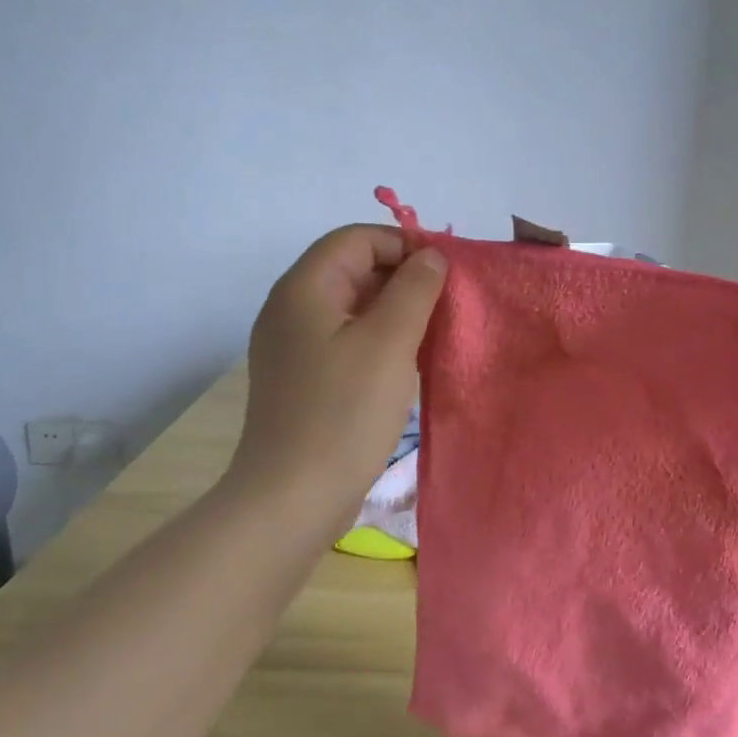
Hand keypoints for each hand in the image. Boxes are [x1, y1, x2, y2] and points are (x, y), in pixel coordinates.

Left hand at [227, 225, 445, 539]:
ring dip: (395, 310)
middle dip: (402, 277)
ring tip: (434, 331)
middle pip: (352, 268)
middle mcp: (291, 309)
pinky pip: (346, 339)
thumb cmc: (344, 412)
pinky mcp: (303, 378)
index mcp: (304, 289)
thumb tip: (431, 256)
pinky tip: (407, 361)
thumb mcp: (390, 342)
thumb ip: (414, 289)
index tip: (446, 271)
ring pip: (352, 306)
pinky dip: (379, 338)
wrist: (292, 497)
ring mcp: (293, 346)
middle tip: (446, 303)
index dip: (403, 244)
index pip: (356, 238)